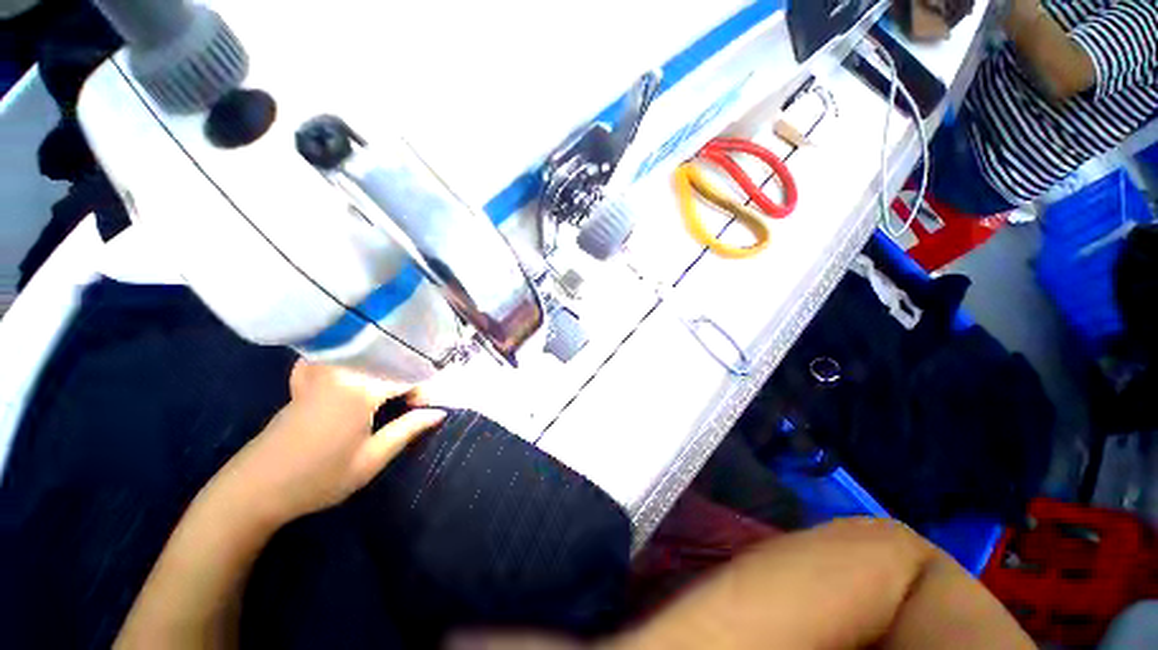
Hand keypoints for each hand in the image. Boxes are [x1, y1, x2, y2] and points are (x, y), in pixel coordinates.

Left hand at [212, 360, 445, 526]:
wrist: (252, 491)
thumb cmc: (317, 479)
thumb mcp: (370, 460)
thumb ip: (408, 430)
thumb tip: (439, 412)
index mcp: (360, 390)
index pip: (407, 375)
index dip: (423, 389)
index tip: (425, 408)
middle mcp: (341, 372)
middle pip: (388, 359)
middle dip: (408, 375)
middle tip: (411, 400)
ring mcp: (319, 373)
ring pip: (364, 355)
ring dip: (385, 365)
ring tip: (392, 385)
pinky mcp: (305, 381)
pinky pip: (333, 357)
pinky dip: (349, 359)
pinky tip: (352, 369)